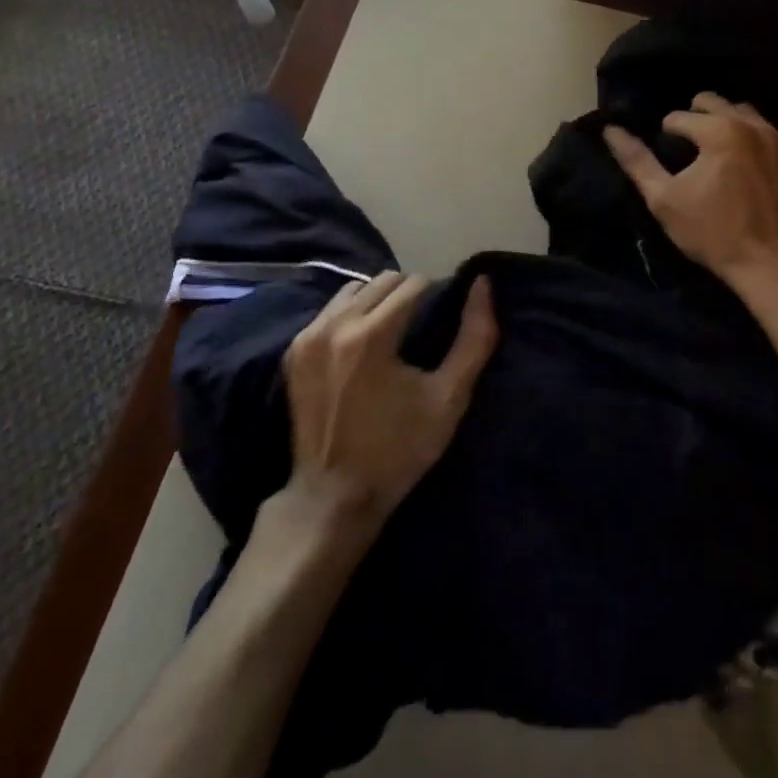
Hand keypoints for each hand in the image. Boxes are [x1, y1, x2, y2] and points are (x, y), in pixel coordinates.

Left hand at [283, 271, 497, 530]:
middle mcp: (336, 325)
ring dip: (378, 300)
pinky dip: (351, 315)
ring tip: (392, 333)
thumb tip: (483, 284)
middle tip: (421, 327)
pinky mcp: (294, 351)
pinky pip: (330, 310)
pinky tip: (363, 345)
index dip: (436, 297)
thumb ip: (474, 337)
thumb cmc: (398, 450)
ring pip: (355, 289)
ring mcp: (309, 337)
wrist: (332, 497)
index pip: (415, 284)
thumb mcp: (449, 398)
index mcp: (372, 335)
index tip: (442, 322)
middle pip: (384, 280)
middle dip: (408, 294)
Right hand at [604, 91, 777, 290]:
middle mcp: (756, 126)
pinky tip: (754, 172)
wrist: (775, 268)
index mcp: (720, 130)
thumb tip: (611, 130)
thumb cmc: (713, 234)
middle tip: (690, 146)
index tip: (668, 157)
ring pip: (751, 117)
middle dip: (698, 117)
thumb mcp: (664, 200)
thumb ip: (637, 161)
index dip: (667, 133)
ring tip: (720, 153)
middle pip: (718, 103)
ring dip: (731, 125)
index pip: (680, 116)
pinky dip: (762, 147)